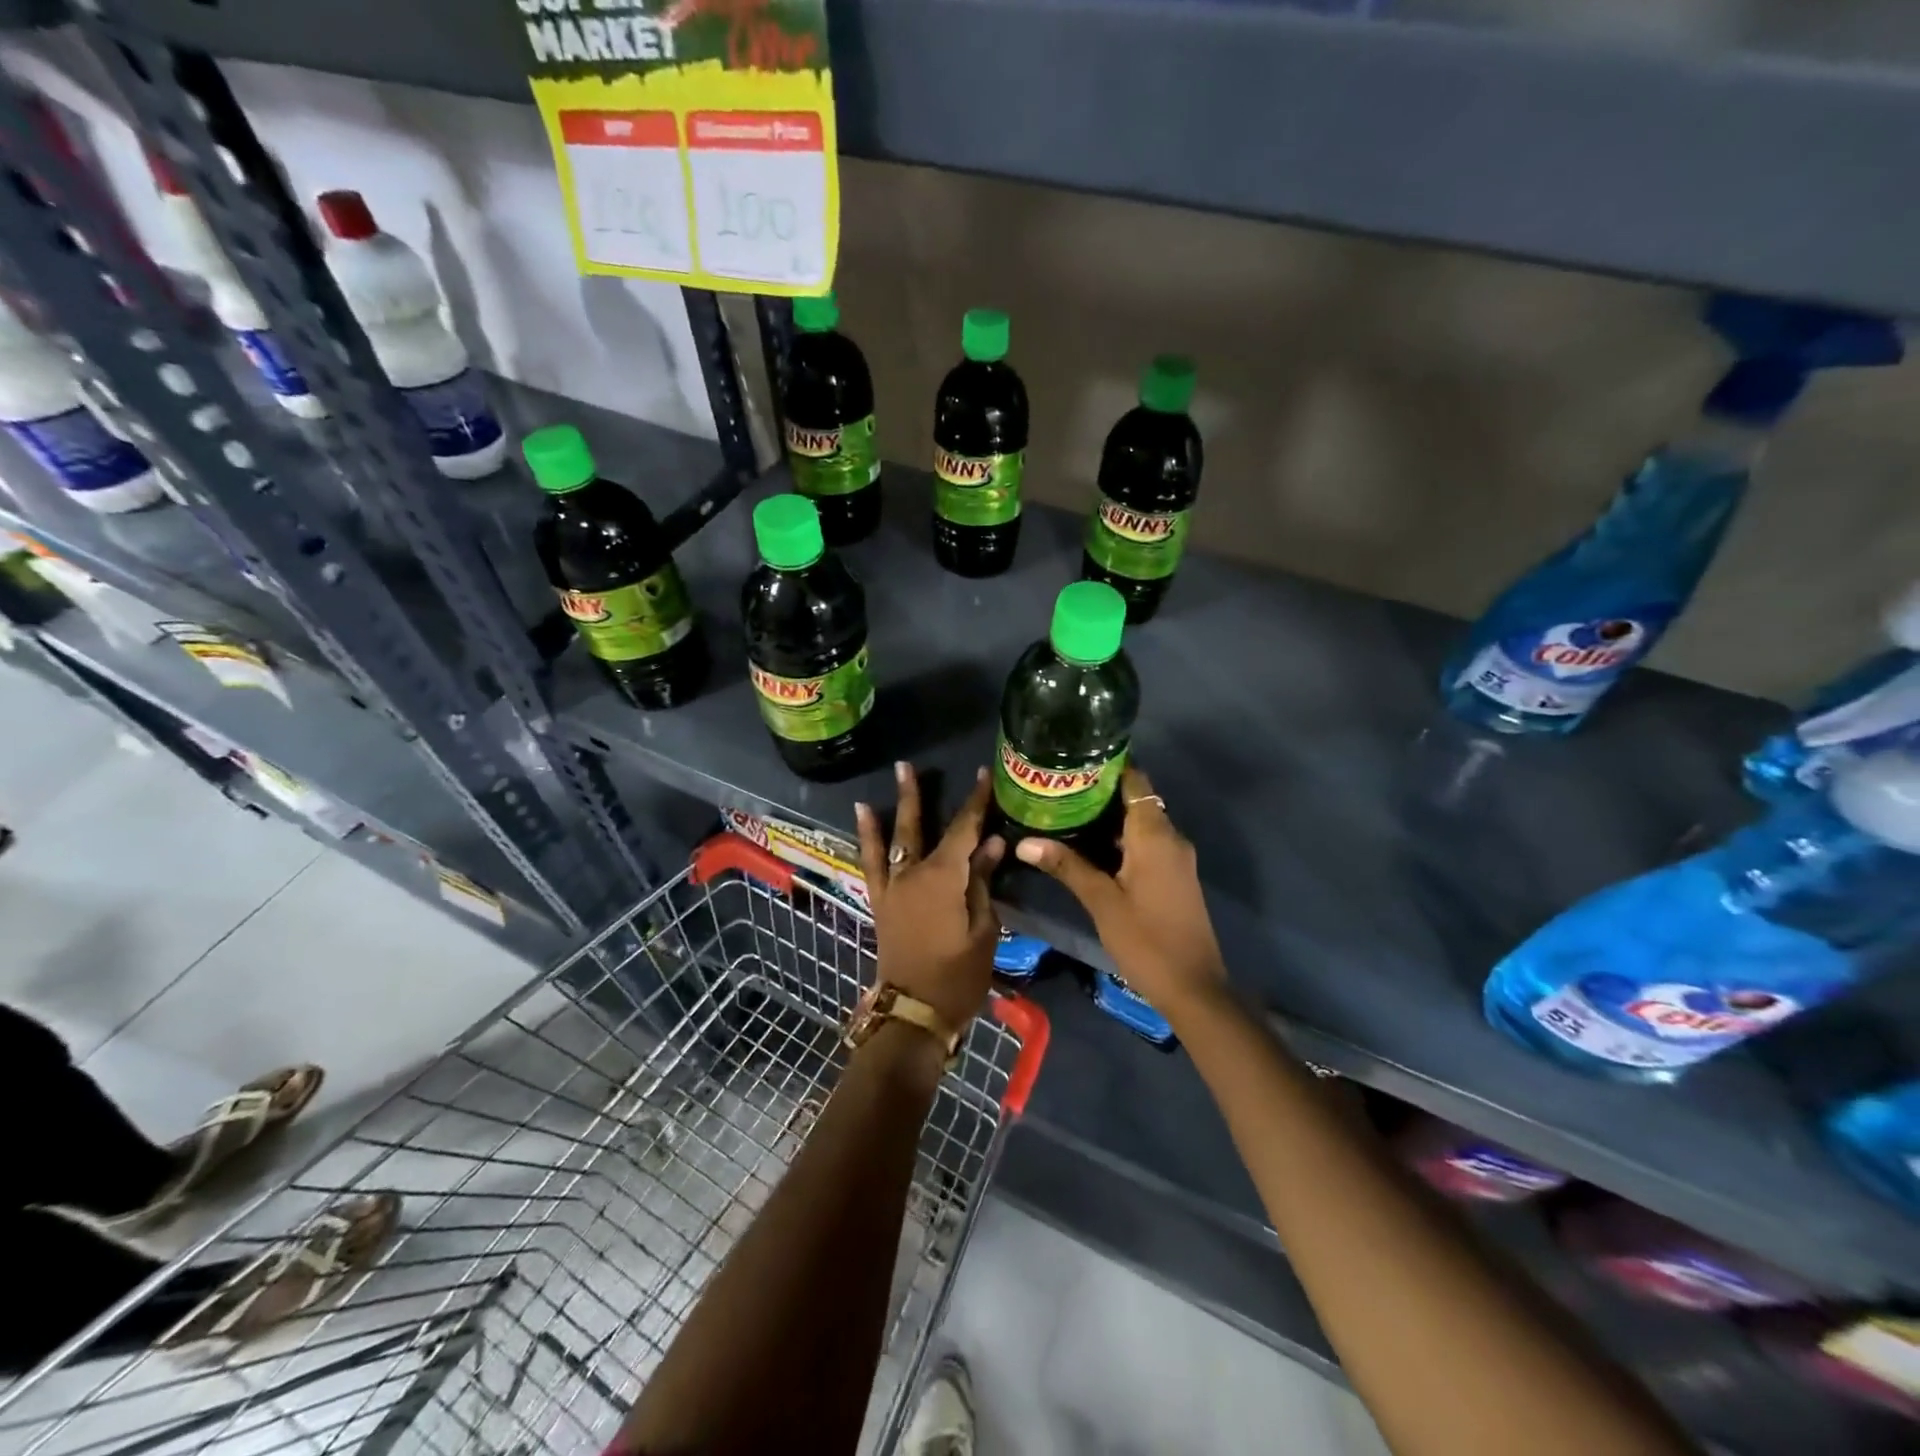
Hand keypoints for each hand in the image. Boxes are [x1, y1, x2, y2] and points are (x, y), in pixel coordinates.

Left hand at [856, 762, 1005, 1030]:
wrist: (914, 1012)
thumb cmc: (958, 975)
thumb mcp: (983, 929)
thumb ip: (982, 883)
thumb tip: (991, 844)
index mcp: (944, 878)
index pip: (965, 830)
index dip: (976, 802)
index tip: (985, 775)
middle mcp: (914, 873)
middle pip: (920, 826)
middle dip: (919, 794)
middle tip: (911, 765)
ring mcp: (893, 886)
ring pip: (895, 837)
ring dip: (895, 806)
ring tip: (894, 777)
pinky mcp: (880, 900)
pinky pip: (871, 861)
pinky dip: (867, 837)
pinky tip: (864, 815)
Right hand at [1014, 765, 1226, 1017]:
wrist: (1193, 988)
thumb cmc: (1146, 940)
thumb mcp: (1101, 902)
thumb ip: (1066, 866)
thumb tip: (1024, 842)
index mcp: (1155, 834)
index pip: (1134, 781)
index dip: (1106, 767)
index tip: (1072, 761)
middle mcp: (1170, 837)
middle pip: (1134, 800)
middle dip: (1098, 793)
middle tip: (1056, 788)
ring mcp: (1174, 858)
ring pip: (1138, 824)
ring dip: (1106, 818)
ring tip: (1063, 812)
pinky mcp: (1173, 876)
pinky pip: (1144, 844)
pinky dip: (1118, 839)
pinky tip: (1087, 847)